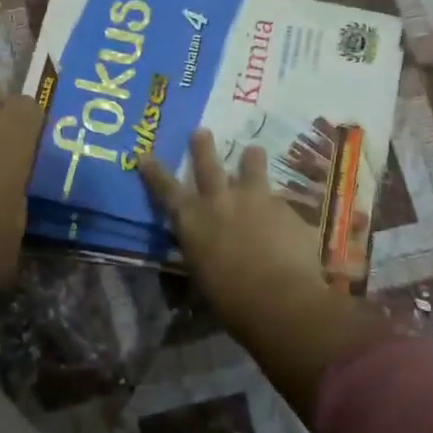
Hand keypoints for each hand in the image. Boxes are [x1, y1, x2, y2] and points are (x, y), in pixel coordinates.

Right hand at [140, 129, 338, 325]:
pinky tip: (286, 217)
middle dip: (202, 147)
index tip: (145, 155)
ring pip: (252, 168)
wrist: (281, 299)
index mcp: (192, 221)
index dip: (155, 172)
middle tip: (201, 131)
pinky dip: (278, 206)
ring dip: (251, 159)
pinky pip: (279, 201)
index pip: (166, 190)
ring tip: (253, 150)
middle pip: (208, 165)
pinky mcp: (285, 208)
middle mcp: (220, 201)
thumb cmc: (232, 301)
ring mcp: (255, 199)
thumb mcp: (203, 279)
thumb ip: (203, 256)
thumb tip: (204, 255)